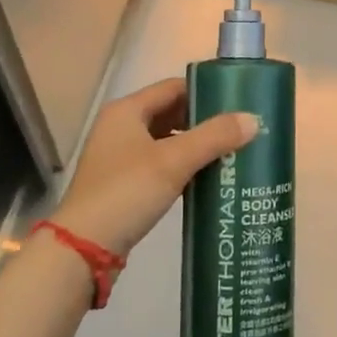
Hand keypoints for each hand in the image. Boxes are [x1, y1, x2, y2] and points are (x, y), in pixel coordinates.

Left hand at [53, 78, 257, 256]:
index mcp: (127, 110)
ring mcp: (119, 157)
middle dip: (203, 121)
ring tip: (229, 154)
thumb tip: (253, 119)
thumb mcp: (174, 161)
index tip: (237, 103)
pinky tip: (205, 178)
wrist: (83, 249)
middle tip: (238, 131)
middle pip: (170, 113)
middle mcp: (120, 127)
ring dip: (194, 146)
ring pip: (165, 140)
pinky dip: (181, 166)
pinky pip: (159, 164)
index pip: (173, 87)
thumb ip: (214, 137)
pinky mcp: (122, 184)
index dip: (205, 92)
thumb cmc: (127, 192)